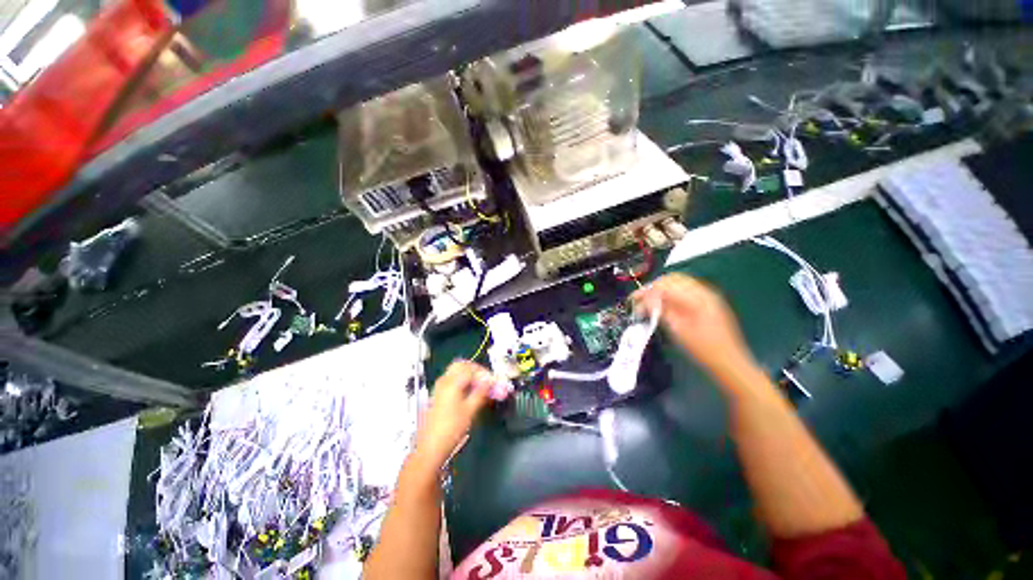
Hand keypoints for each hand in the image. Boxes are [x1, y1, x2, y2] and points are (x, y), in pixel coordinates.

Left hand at [415, 361, 499, 469]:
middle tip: (486, 379)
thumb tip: (490, 381)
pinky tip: (469, 393)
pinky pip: (451, 380)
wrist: (431, 447)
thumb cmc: (452, 428)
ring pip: (455, 372)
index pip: (471, 368)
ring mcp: (439, 387)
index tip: (493, 381)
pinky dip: (462, 381)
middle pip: (461, 365)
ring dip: (468, 375)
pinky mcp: (437, 395)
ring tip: (480, 387)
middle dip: (475, 370)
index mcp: (452, 382)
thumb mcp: (470, 410)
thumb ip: (481, 392)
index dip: (484, 373)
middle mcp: (444, 381)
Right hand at [633, 274, 755, 378]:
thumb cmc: (703, 350)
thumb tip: (645, 300)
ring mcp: (708, 296)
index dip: (646, 291)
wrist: (731, 363)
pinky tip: (665, 305)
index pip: (665, 285)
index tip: (633, 300)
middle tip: (640, 300)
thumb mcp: (678, 331)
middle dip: (653, 287)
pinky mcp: (710, 302)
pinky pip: (686, 289)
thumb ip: (661, 311)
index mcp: (696, 299)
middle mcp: (703, 292)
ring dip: (662, 289)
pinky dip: (672, 293)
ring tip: (649, 302)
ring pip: (679, 282)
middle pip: (672, 279)